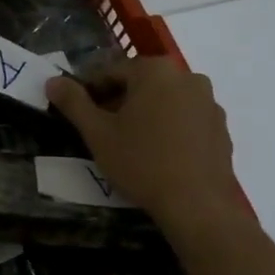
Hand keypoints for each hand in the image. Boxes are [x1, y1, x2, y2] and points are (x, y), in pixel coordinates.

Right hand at [46, 59, 241, 236]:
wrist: (196, 204)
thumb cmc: (141, 162)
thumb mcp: (98, 133)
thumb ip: (74, 103)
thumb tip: (53, 81)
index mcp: (155, 71)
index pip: (111, 71)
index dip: (89, 90)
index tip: (77, 112)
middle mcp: (187, 76)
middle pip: (141, 83)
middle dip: (118, 101)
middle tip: (101, 130)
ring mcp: (209, 102)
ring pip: (165, 100)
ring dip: (145, 114)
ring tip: (130, 144)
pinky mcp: (221, 127)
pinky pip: (186, 118)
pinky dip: (169, 127)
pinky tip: (158, 154)